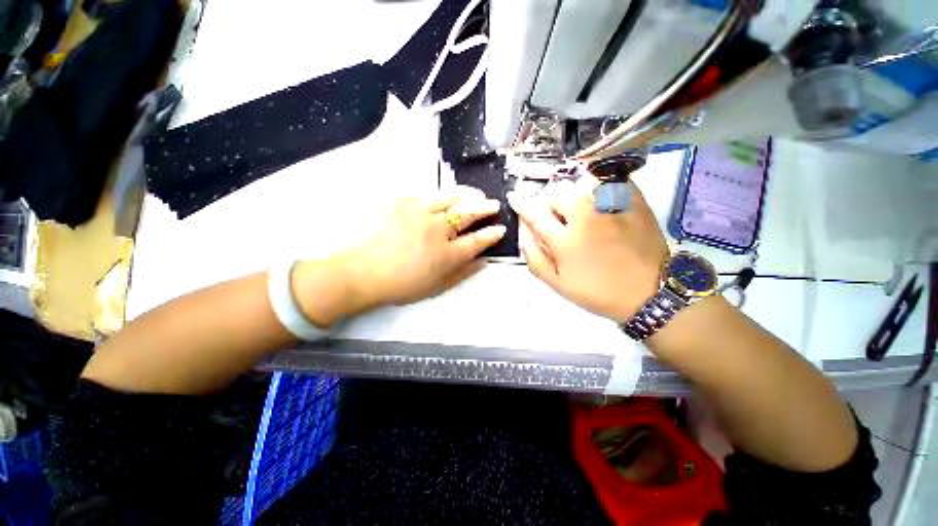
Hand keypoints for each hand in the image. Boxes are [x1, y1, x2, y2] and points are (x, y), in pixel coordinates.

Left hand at [293, 186, 504, 324]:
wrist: (364, 273)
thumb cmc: (402, 285)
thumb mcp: (437, 287)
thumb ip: (463, 273)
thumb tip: (484, 262)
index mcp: (448, 253)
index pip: (477, 240)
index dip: (491, 234)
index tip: (500, 229)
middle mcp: (438, 229)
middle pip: (467, 214)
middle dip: (484, 208)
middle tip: (493, 204)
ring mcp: (420, 213)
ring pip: (449, 198)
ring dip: (466, 195)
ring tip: (474, 194)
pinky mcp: (402, 203)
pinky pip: (421, 191)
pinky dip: (434, 190)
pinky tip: (440, 192)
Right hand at [508, 177, 668, 322]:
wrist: (649, 294)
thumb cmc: (598, 292)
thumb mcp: (558, 284)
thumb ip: (535, 258)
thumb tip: (523, 233)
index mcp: (565, 241)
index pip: (534, 214)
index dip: (521, 203)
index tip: (514, 196)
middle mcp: (586, 218)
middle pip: (557, 191)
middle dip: (550, 201)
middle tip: (556, 215)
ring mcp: (612, 207)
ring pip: (581, 182)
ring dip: (573, 193)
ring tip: (579, 208)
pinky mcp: (634, 202)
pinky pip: (610, 181)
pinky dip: (599, 187)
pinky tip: (601, 202)